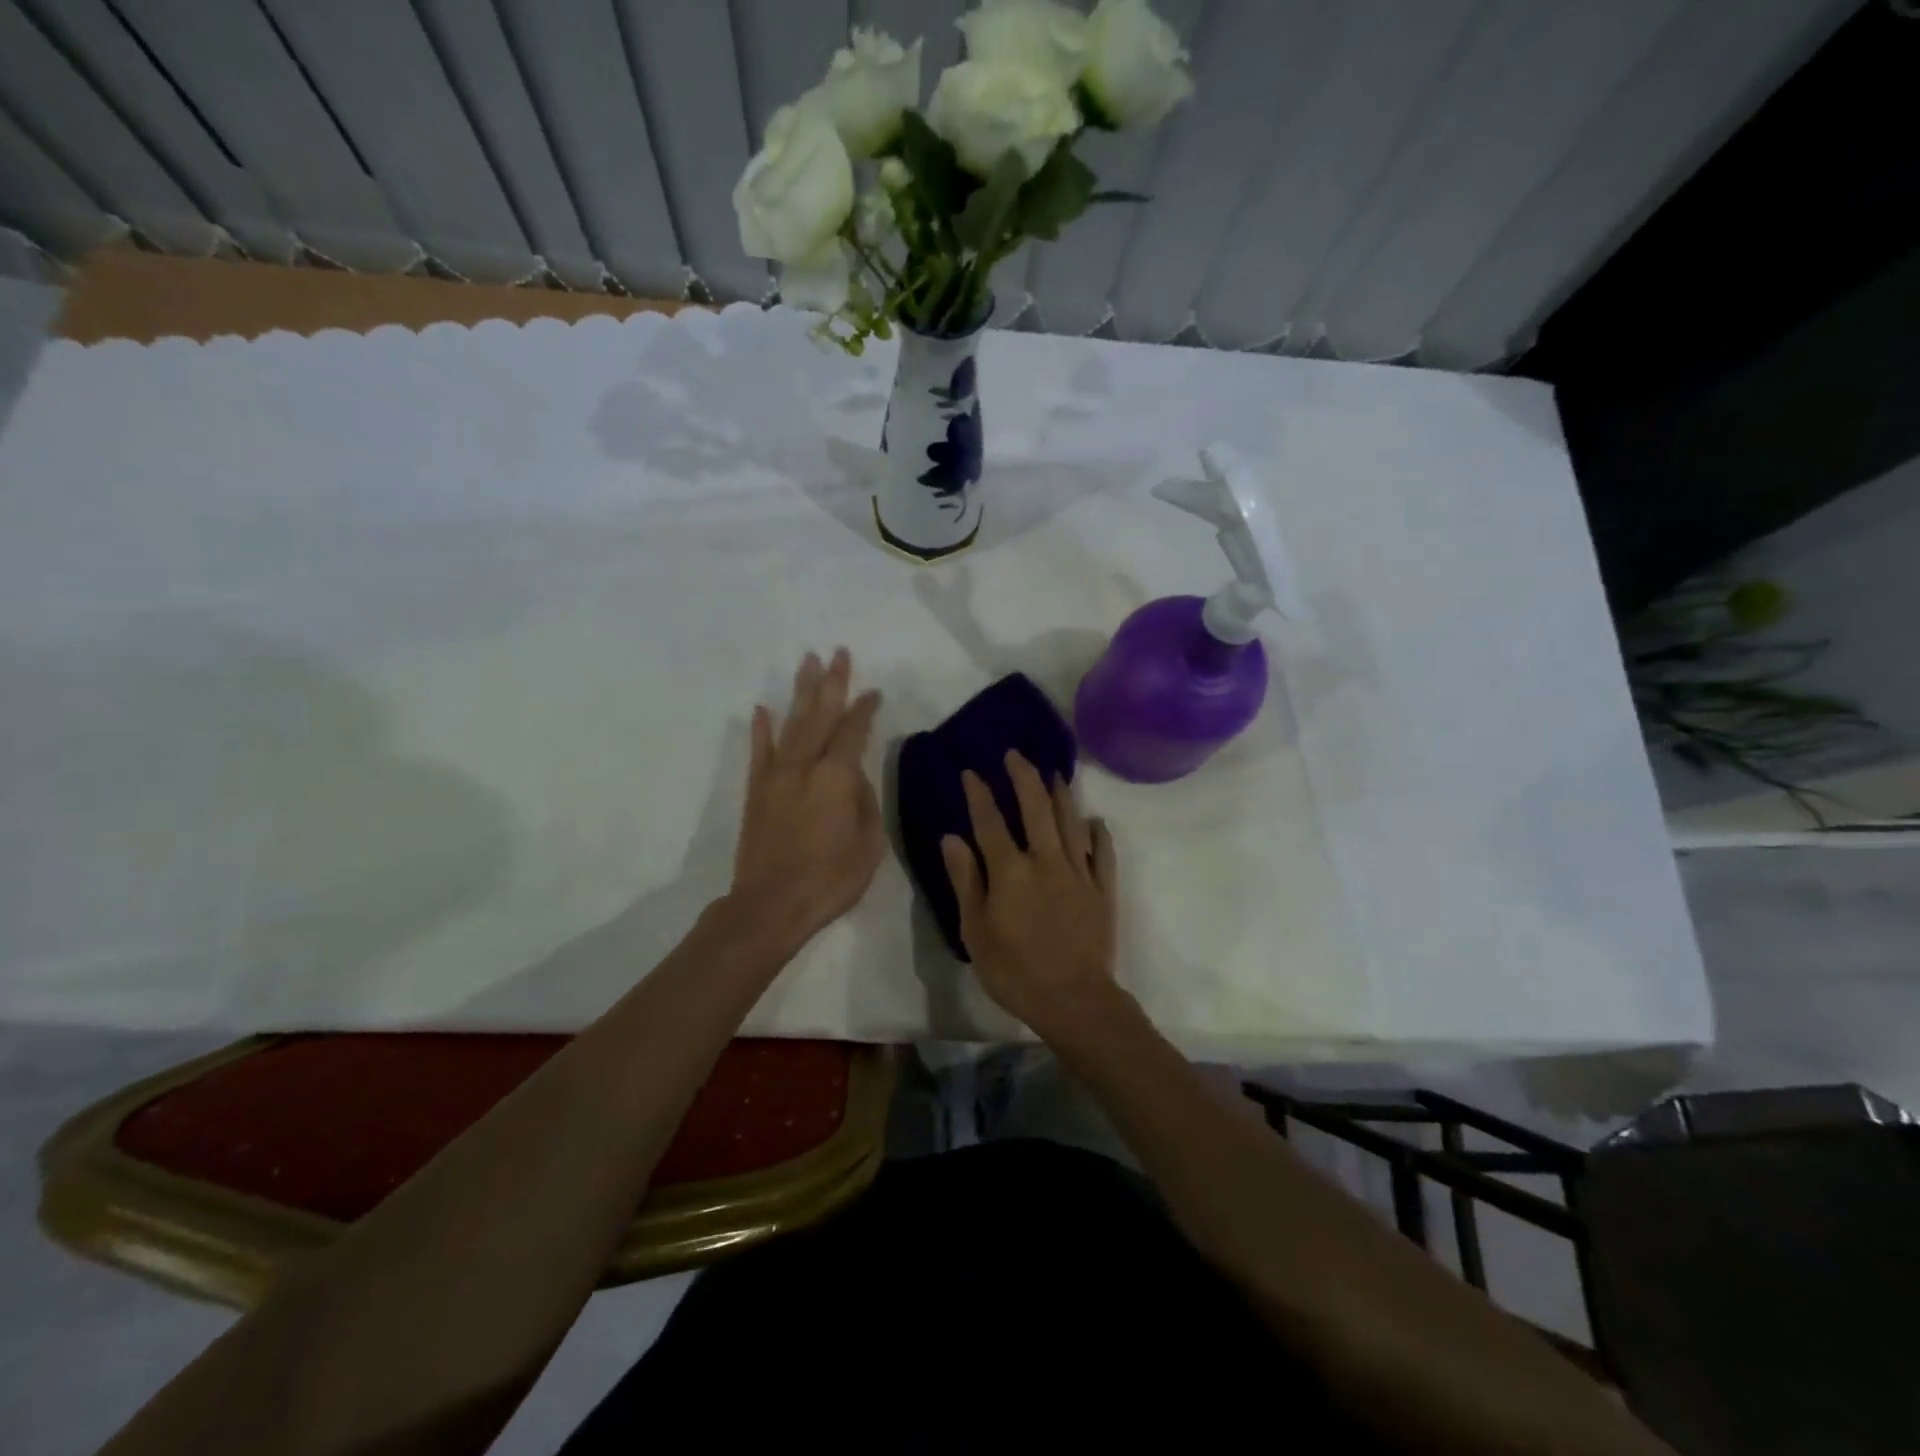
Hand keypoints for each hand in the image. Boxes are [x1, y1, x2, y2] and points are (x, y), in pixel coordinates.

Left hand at [730, 649, 885, 950]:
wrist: (770, 905)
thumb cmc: (830, 879)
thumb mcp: (869, 844)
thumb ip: (866, 803)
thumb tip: (855, 779)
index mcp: (837, 776)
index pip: (854, 730)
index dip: (865, 709)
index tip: (875, 692)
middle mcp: (805, 765)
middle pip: (821, 714)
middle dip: (832, 682)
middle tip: (839, 652)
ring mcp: (776, 775)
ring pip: (792, 723)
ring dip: (801, 691)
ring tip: (808, 662)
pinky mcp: (756, 791)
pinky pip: (759, 752)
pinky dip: (761, 729)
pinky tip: (762, 708)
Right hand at [941, 750, 1120, 1041]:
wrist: (1074, 1000)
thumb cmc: (1014, 970)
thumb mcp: (975, 930)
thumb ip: (965, 880)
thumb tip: (952, 837)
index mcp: (1010, 870)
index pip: (990, 821)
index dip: (979, 794)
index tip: (972, 772)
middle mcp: (1046, 860)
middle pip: (1036, 808)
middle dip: (1024, 777)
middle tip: (1015, 755)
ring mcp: (1079, 872)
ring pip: (1070, 822)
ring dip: (1060, 794)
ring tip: (1053, 773)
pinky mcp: (1102, 889)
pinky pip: (1102, 853)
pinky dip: (1098, 834)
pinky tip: (1095, 822)